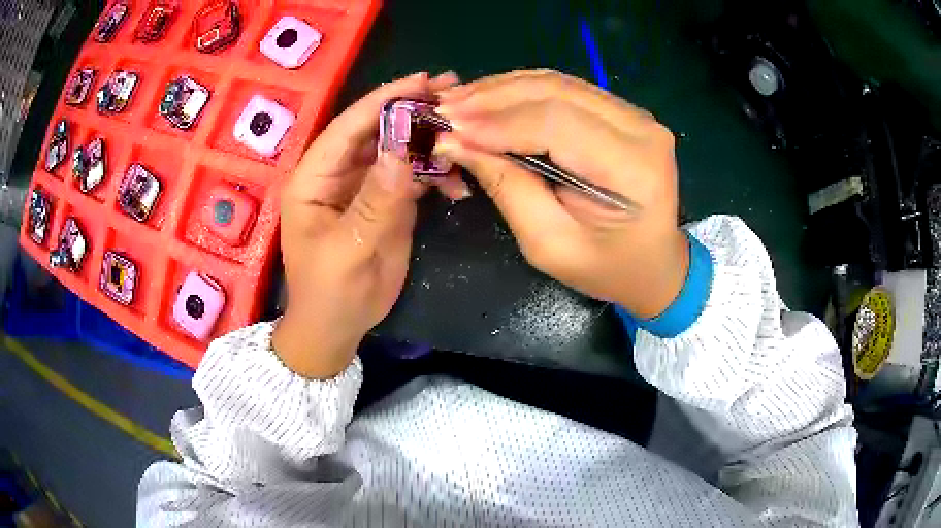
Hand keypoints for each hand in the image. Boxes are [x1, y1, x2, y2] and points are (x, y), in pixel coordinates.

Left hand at [272, 72, 463, 378]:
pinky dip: (435, 172)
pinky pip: (412, 176)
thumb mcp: (347, 250)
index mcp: (314, 177)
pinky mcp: (387, 202)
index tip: (422, 81)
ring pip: (398, 149)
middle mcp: (339, 173)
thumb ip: (375, 202)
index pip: (348, 127)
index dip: (383, 100)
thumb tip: (403, 151)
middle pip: (377, 130)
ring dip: (429, 138)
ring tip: (466, 126)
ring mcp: (366, 186)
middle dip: (413, 110)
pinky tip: (459, 177)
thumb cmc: (329, 292)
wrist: (339, 327)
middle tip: (453, 90)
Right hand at [434, 70, 688, 317]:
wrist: (655, 264)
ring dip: (502, 88)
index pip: (557, 124)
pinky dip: (523, 90)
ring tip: (457, 100)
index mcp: (633, 169)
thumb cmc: (606, 268)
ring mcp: (636, 115)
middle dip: (492, 98)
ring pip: (557, 83)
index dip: (498, 122)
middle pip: (556, 93)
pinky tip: (489, 97)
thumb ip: (507, 188)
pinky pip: (566, 89)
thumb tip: (456, 143)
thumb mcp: (550, 245)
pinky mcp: (624, 112)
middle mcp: (642, 129)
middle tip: (444, 107)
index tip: (448, 128)